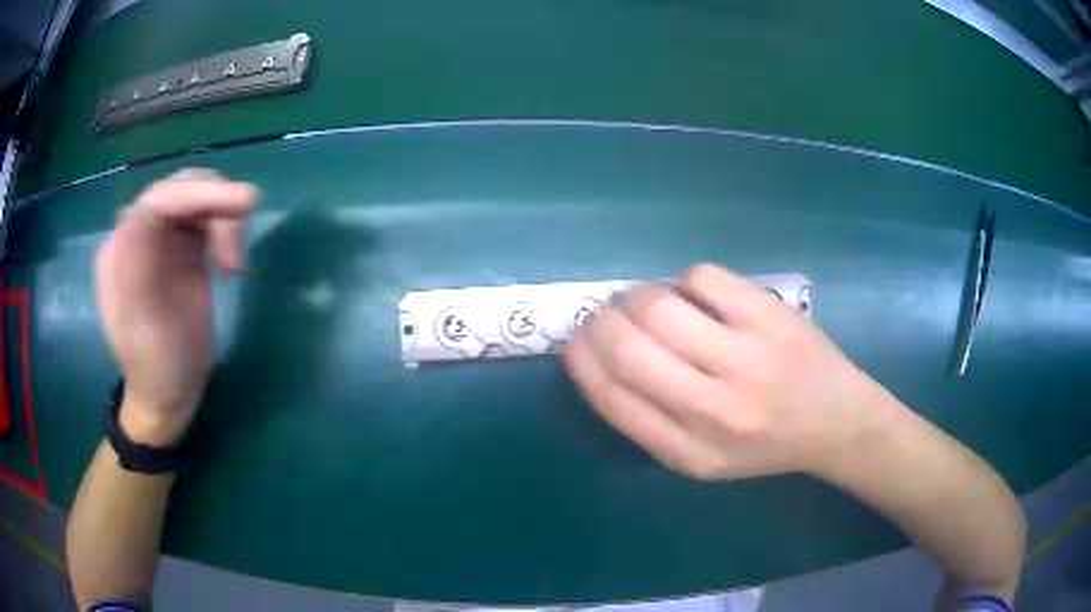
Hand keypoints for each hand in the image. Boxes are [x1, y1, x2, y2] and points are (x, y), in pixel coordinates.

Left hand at [94, 169, 258, 445]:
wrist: (169, 392)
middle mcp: (137, 235)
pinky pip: (208, 216)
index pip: (155, 202)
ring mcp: (161, 238)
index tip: (244, 204)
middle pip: (179, 190)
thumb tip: (145, 214)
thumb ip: (139, 269)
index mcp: (120, 252)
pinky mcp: (182, 245)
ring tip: (234, 267)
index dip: (197, 194)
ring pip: (198, 197)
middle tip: (240, 246)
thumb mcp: (146, 327)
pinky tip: (229, 265)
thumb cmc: (157, 366)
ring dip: (224, 220)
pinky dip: (227, 230)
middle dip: (215, 204)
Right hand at [565, 264, 896, 480]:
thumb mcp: (701, 460)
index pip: (613, 398)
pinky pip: (702, 278)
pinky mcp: (770, 316)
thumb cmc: (764, 444)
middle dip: (601, 321)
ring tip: (644, 301)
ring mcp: (748, 358)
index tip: (574, 340)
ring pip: (660, 308)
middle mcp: (716, 410)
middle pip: (630, 349)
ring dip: (637, 297)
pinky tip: (697, 297)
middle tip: (605, 313)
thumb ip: (650, 422)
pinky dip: (685, 282)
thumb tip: (601, 355)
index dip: (582, 361)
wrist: (836, 422)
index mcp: (690, 453)